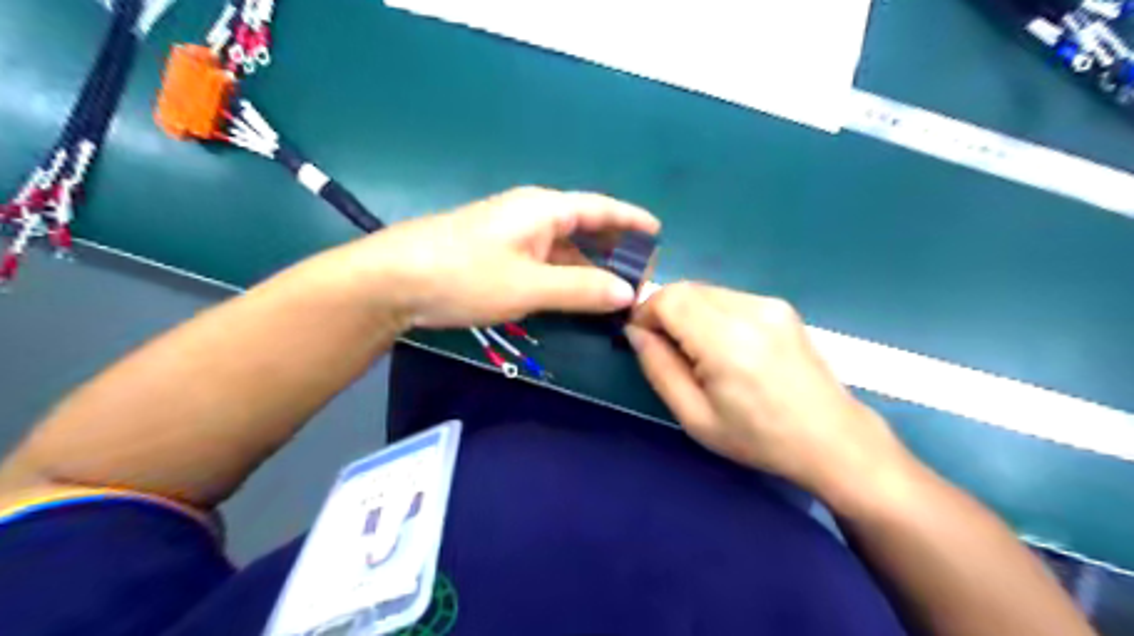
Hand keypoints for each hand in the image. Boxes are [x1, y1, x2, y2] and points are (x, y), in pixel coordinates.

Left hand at [322, 186, 662, 328]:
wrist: (394, 281)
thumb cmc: (466, 275)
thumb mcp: (530, 286)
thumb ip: (582, 290)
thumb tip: (628, 294)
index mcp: (544, 209)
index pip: (600, 208)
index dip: (631, 220)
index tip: (658, 233)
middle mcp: (531, 215)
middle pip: (584, 227)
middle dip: (614, 249)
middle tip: (640, 275)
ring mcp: (512, 235)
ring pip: (563, 249)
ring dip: (589, 267)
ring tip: (615, 290)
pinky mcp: (497, 254)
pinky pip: (544, 262)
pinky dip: (565, 277)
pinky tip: (575, 296)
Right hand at [630, 280, 908, 495]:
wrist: (832, 439)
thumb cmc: (758, 438)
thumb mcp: (695, 417)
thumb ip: (659, 368)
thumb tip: (635, 333)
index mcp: (727, 342)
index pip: (668, 299)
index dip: (645, 314)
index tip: (641, 341)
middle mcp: (750, 310)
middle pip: (686, 288)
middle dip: (663, 312)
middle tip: (665, 349)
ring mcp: (769, 304)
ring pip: (706, 290)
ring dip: (687, 312)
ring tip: (696, 352)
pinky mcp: (780, 306)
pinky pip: (728, 297)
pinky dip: (710, 313)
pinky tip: (723, 346)